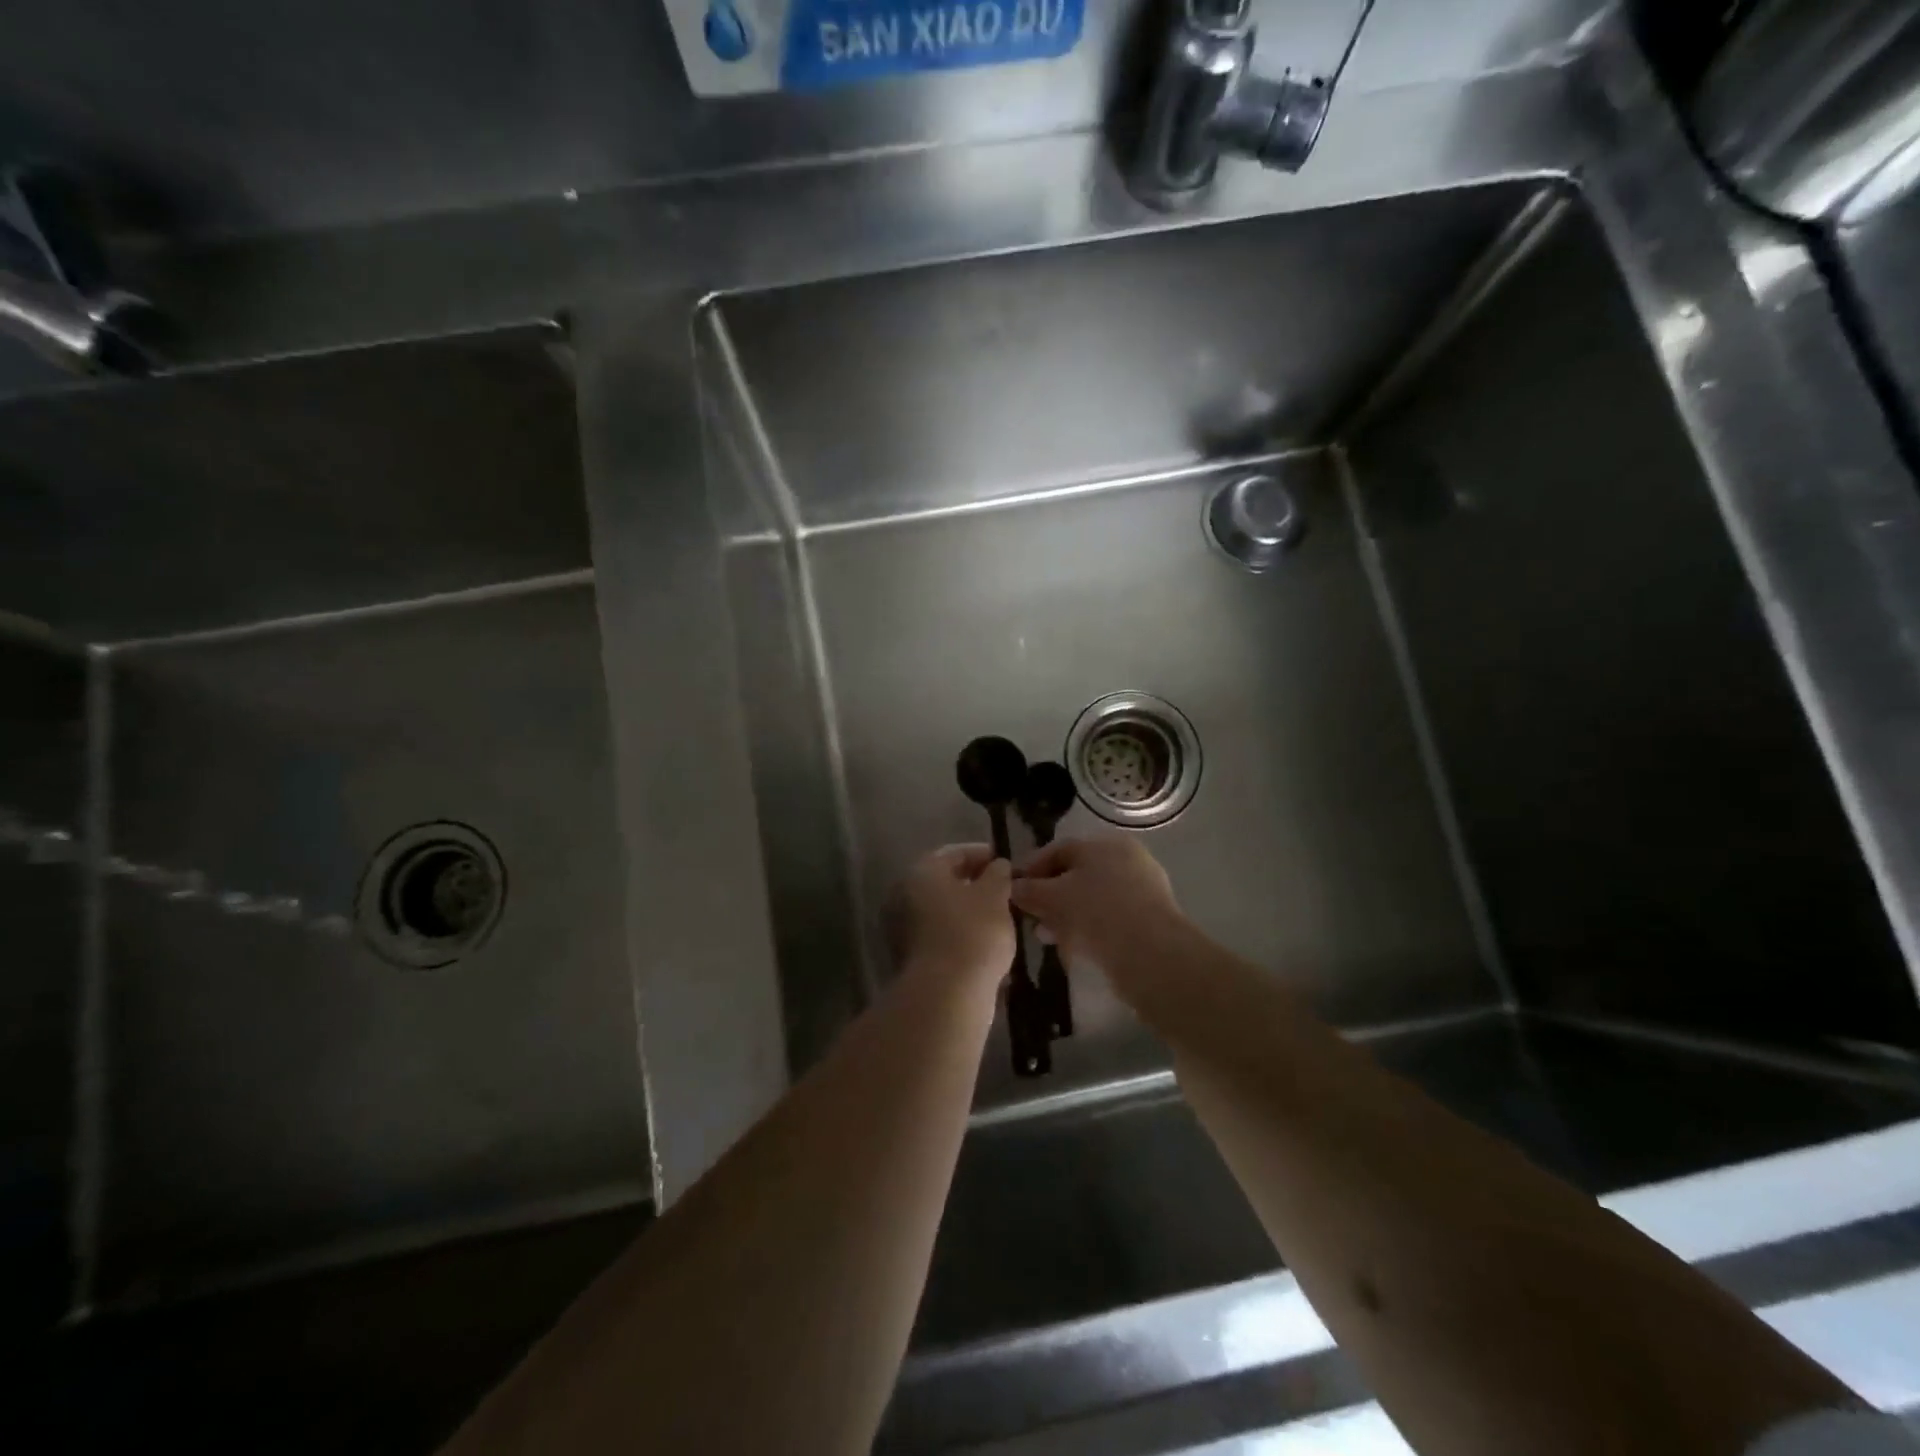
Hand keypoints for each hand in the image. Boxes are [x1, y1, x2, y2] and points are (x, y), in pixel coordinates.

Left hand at [889, 844, 1014, 991]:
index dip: (982, 855)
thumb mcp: (995, 896)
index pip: (954, 853)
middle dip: (975, 885)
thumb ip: (998, 875)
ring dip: (969, 912)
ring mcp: (901, 928)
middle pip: (944, 882)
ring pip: (942, 911)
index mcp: (921, 872)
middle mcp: (903, 894)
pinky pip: (939, 936)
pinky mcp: (909, 957)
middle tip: (1005, 892)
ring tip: (1000, 920)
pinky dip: (960, 935)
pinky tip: (985, 945)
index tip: (1006, 864)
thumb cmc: (973, 933)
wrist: (946, 995)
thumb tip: (997, 866)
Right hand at [1011, 837, 1184, 998]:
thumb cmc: (1097, 912)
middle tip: (1029, 918)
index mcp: (1104, 844)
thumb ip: (1029, 890)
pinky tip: (1074, 947)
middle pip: (1076, 875)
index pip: (1058, 850)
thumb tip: (1013, 887)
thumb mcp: (1053, 898)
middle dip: (1048, 897)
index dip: (1031, 869)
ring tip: (1047, 937)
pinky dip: (1089, 928)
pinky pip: (1109, 917)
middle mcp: (1126, 859)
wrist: (1152, 954)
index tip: (1012, 890)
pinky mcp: (1151, 919)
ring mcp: (1142, 889)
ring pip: (1092, 898)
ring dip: (1066, 915)